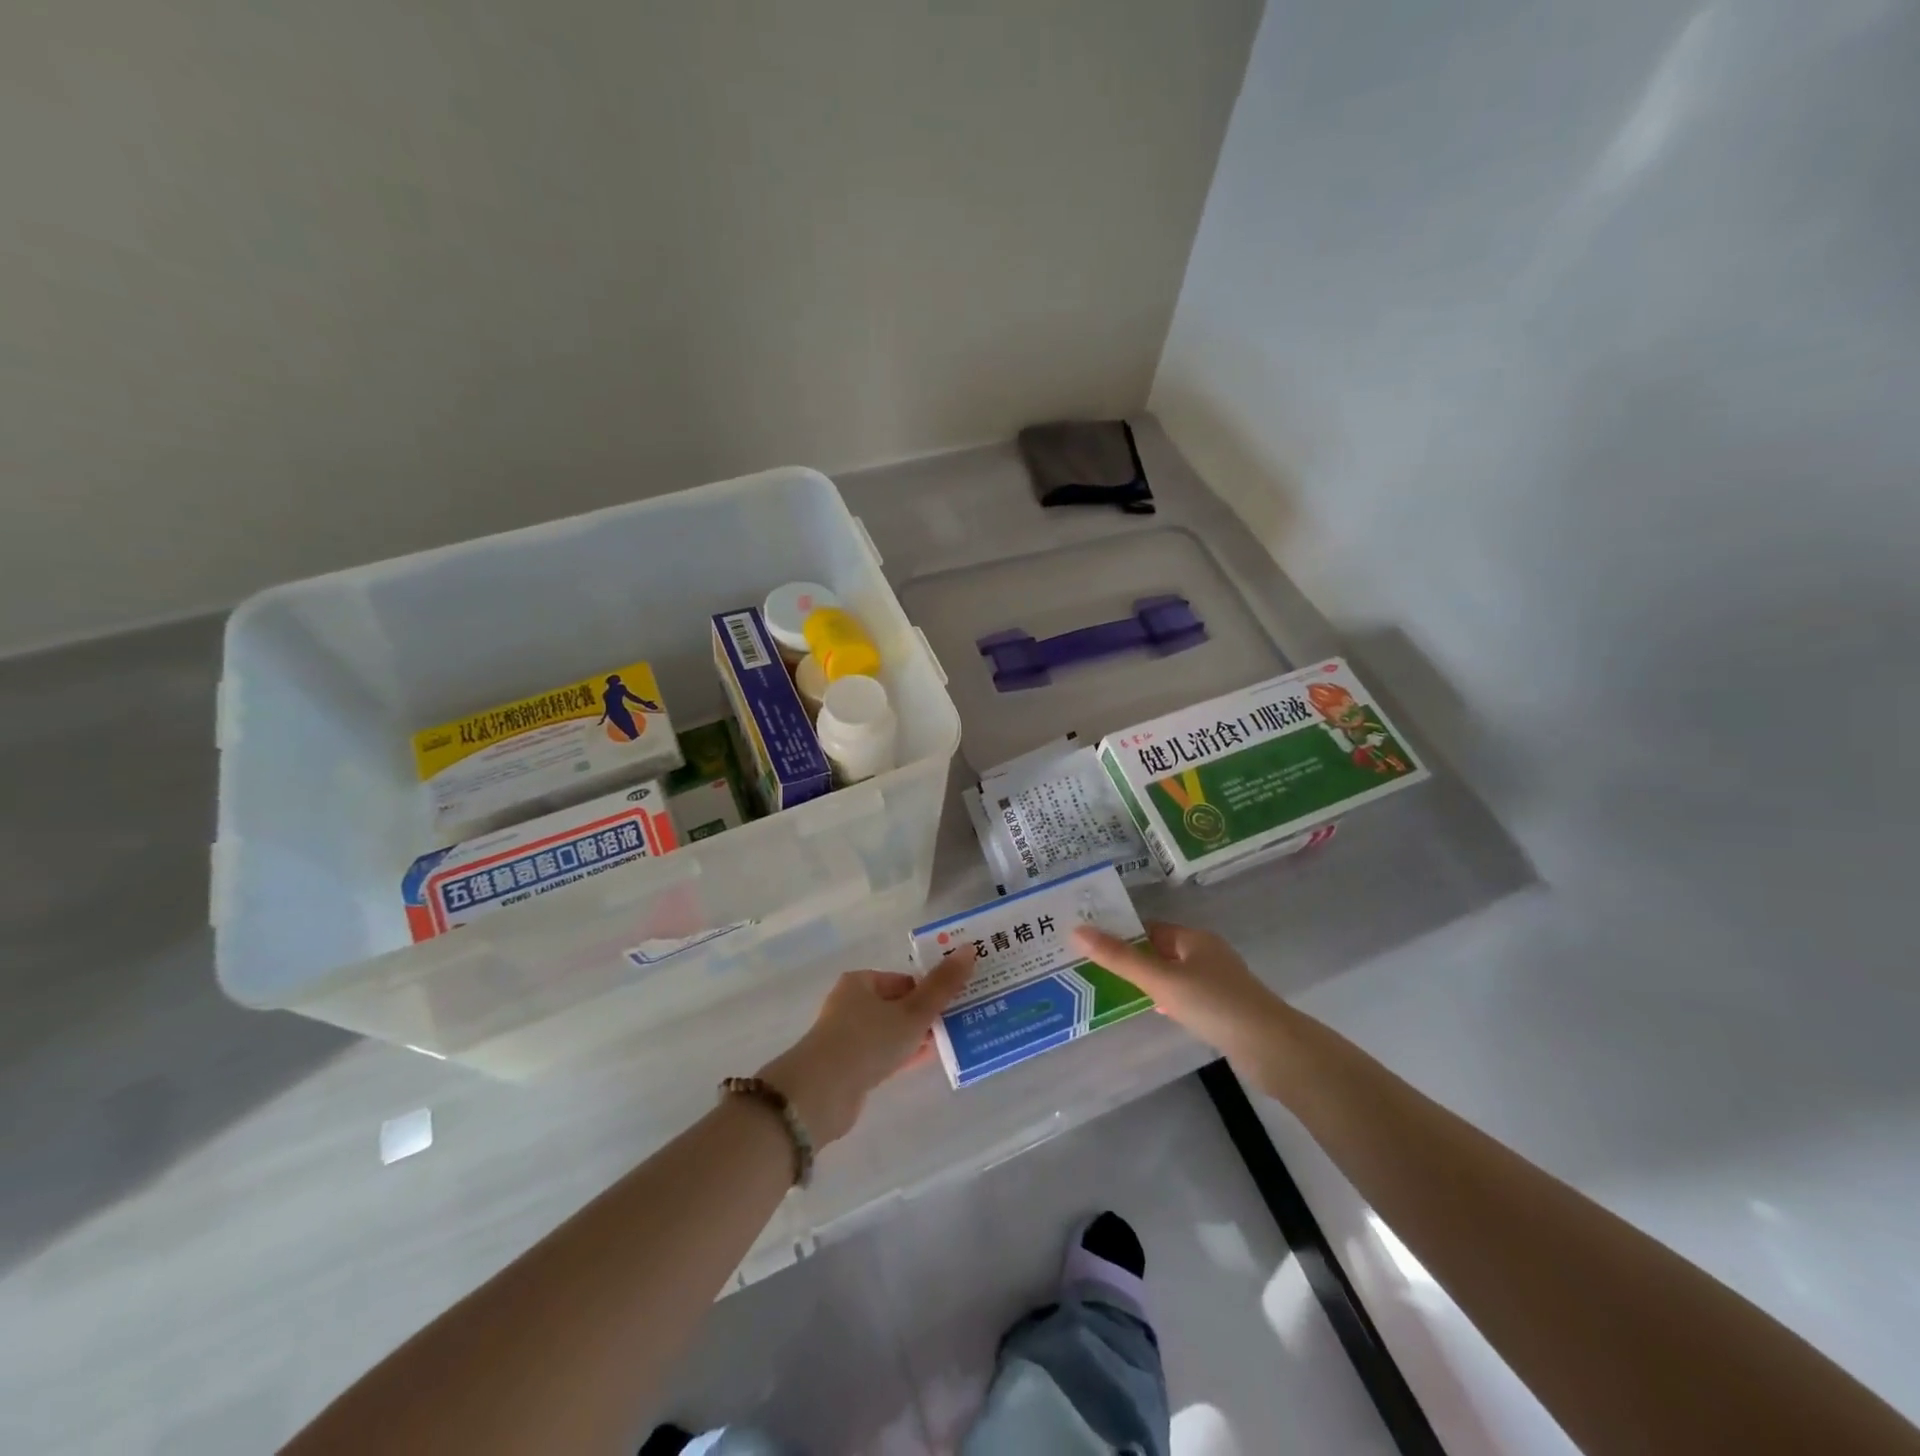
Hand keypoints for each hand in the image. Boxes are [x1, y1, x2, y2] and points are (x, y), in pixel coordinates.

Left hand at [759, 949, 975, 1144]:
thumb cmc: (868, 1041)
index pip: (905, 980)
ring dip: (916, 1037)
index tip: (957, 1002)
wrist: (822, 1093)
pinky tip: (925, 1061)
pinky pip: (883, 1054)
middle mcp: (851, 1004)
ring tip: (950, 1042)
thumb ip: (942, 985)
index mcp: (861, 982)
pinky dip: (903, 1055)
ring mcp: (848, 1037)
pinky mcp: (849, 1066)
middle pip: (898, 1005)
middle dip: (926, 1015)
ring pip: (891, 1031)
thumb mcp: (912, 1012)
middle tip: (959, 1023)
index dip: (931, 990)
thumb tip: (969, 949)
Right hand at [1072, 921, 1292, 1066]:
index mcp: (1194, 939)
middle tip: (1096, 968)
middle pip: (1162, 950)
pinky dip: (1168, 1000)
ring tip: (1117, 990)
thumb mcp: (1160, 979)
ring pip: (1174, 975)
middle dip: (1133, 958)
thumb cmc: (1213, 1004)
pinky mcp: (1225, 1009)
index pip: (1150, 928)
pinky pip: (1187, 996)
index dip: (1122, 933)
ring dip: (1150, 981)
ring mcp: (1219, 983)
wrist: (1272, 1048)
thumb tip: (1077, 930)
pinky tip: (1156, 1012)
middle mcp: (1207, 954)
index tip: (1092, 944)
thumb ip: (1119, 958)